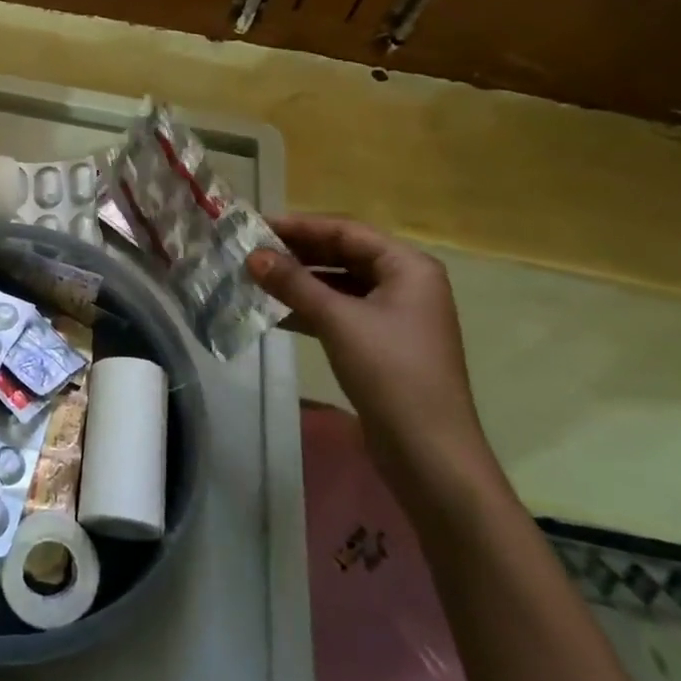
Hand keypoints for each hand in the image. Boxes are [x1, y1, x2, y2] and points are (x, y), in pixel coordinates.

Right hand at [248, 216, 491, 493]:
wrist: (430, 455)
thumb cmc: (391, 373)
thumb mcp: (338, 321)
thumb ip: (293, 283)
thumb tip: (253, 256)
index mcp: (408, 266)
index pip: (345, 231)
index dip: (299, 226)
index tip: (256, 226)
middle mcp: (406, 283)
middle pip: (343, 254)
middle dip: (297, 253)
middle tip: (251, 251)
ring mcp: (396, 315)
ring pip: (339, 284)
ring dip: (299, 282)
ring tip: (255, 278)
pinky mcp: (383, 344)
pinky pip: (341, 311)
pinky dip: (310, 308)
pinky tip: (275, 312)